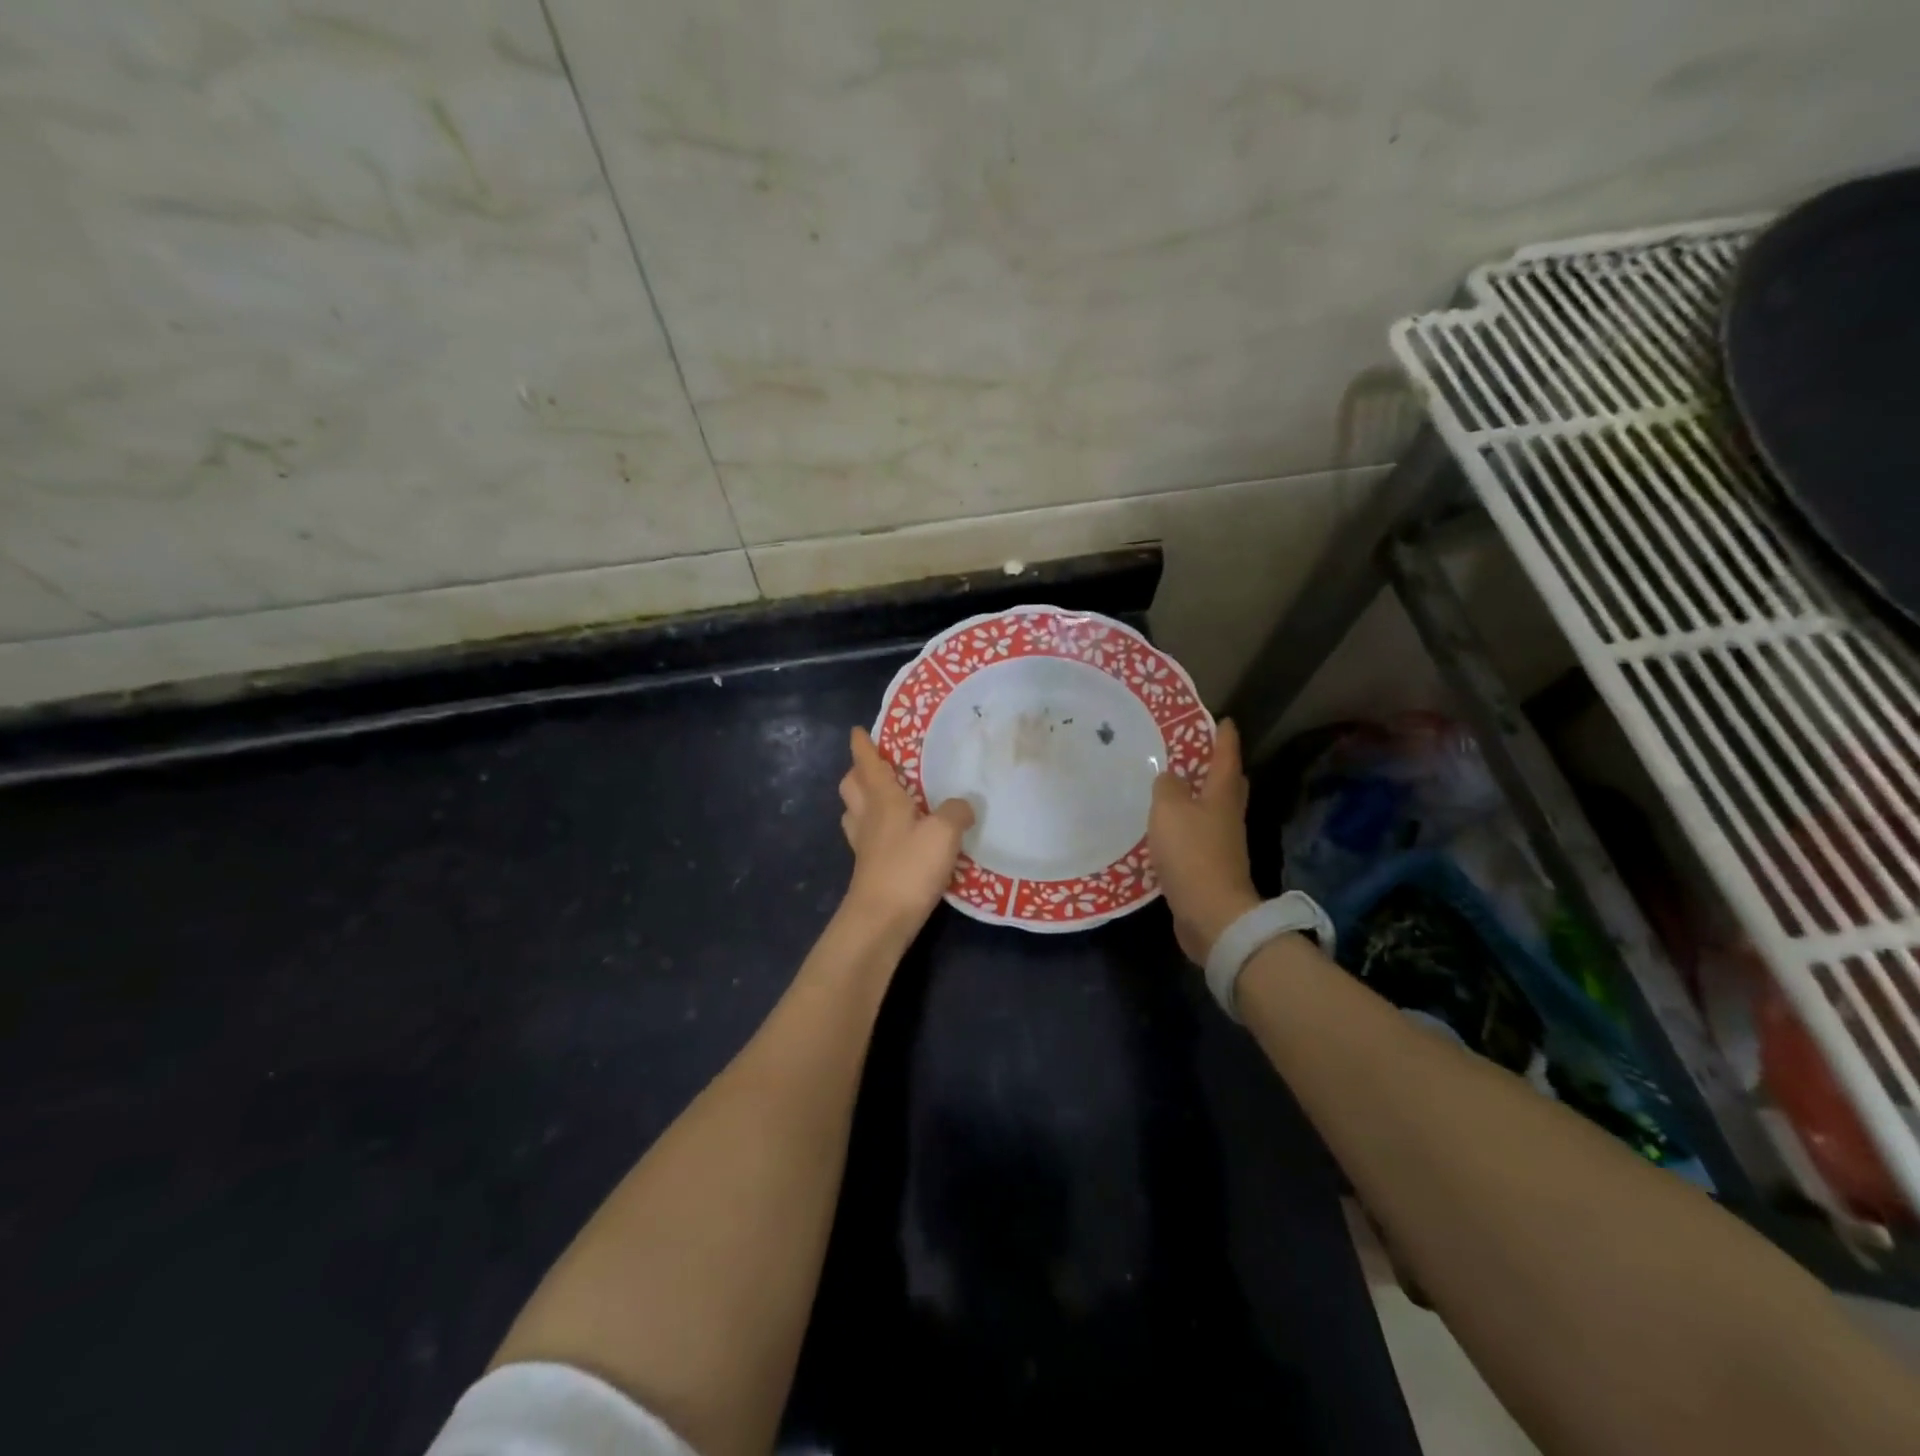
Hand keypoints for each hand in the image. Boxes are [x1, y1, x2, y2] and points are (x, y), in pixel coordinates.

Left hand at [838, 726, 975, 929]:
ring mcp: (864, 845)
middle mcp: (868, 817)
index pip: (867, 764)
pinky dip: (874, 828)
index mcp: (883, 799)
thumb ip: (957, 812)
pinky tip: (894, 835)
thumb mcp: (944, 833)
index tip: (857, 731)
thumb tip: (963, 805)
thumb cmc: (909, 867)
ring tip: (882, 797)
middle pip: (851, 786)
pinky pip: (866, 837)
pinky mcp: (868, 868)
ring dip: (862, 799)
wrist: (881, 919)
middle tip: (874, 765)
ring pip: (854, 812)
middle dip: (857, 772)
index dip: (862, 745)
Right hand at [1149, 719, 1260, 963]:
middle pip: (1229, 784)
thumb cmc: (1192, 852)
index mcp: (1222, 795)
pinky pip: (1200, 836)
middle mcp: (1228, 816)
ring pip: (1214, 810)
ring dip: (1200, 797)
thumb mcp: (1170, 809)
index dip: (1224, 737)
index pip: (1227, 757)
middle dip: (1219, 767)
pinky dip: (1188, 826)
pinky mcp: (1211, 867)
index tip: (1222, 719)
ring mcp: (1223, 844)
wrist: (1211, 912)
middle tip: (1201, 753)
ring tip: (1176, 788)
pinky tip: (1169, 829)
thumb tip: (1170, 777)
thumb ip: (1167, 787)